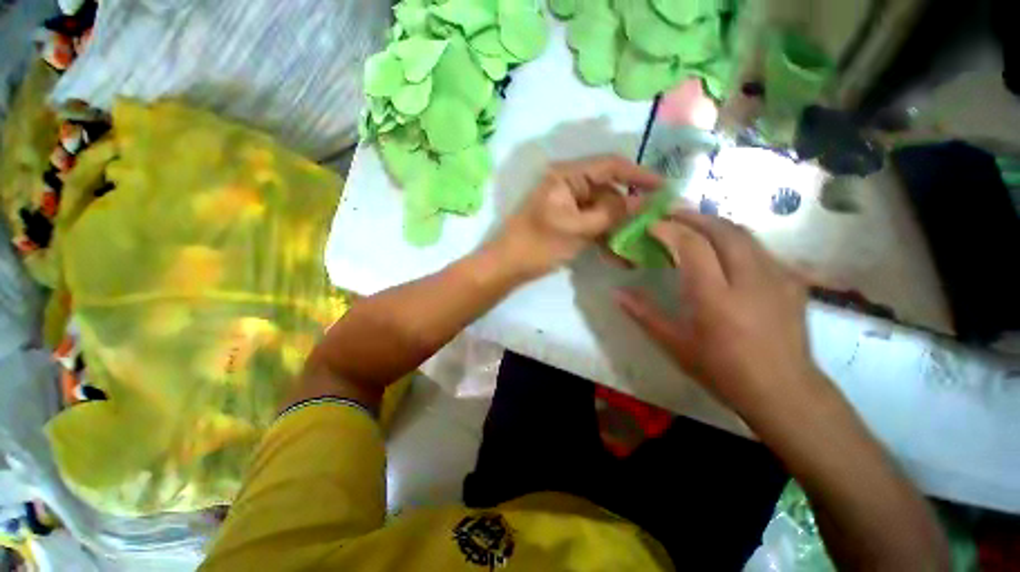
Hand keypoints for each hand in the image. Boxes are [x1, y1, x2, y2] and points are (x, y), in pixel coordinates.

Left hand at [489, 156, 661, 279]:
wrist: (507, 266)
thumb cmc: (538, 245)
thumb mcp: (577, 229)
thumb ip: (611, 213)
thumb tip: (642, 201)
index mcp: (567, 176)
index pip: (610, 165)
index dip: (638, 175)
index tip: (664, 188)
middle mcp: (568, 184)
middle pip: (607, 190)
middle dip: (628, 208)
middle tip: (651, 224)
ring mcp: (567, 203)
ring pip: (601, 209)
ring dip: (616, 227)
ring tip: (634, 246)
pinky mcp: (565, 221)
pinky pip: (590, 223)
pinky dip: (602, 235)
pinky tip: (616, 253)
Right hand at [615, 210, 826, 419]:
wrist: (783, 390)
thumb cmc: (722, 370)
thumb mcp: (675, 345)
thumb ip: (644, 314)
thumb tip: (617, 293)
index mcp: (715, 297)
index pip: (692, 245)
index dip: (669, 230)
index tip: (651, 225)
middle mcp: (749, 279)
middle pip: (722, 230)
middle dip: (693, 216)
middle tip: (671, 213)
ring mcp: (777, 277)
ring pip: (744, 234)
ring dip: (715, 223)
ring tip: (694, 223)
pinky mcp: (793, 281)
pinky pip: (761, 248)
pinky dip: (737, 240)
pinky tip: (726, 248)